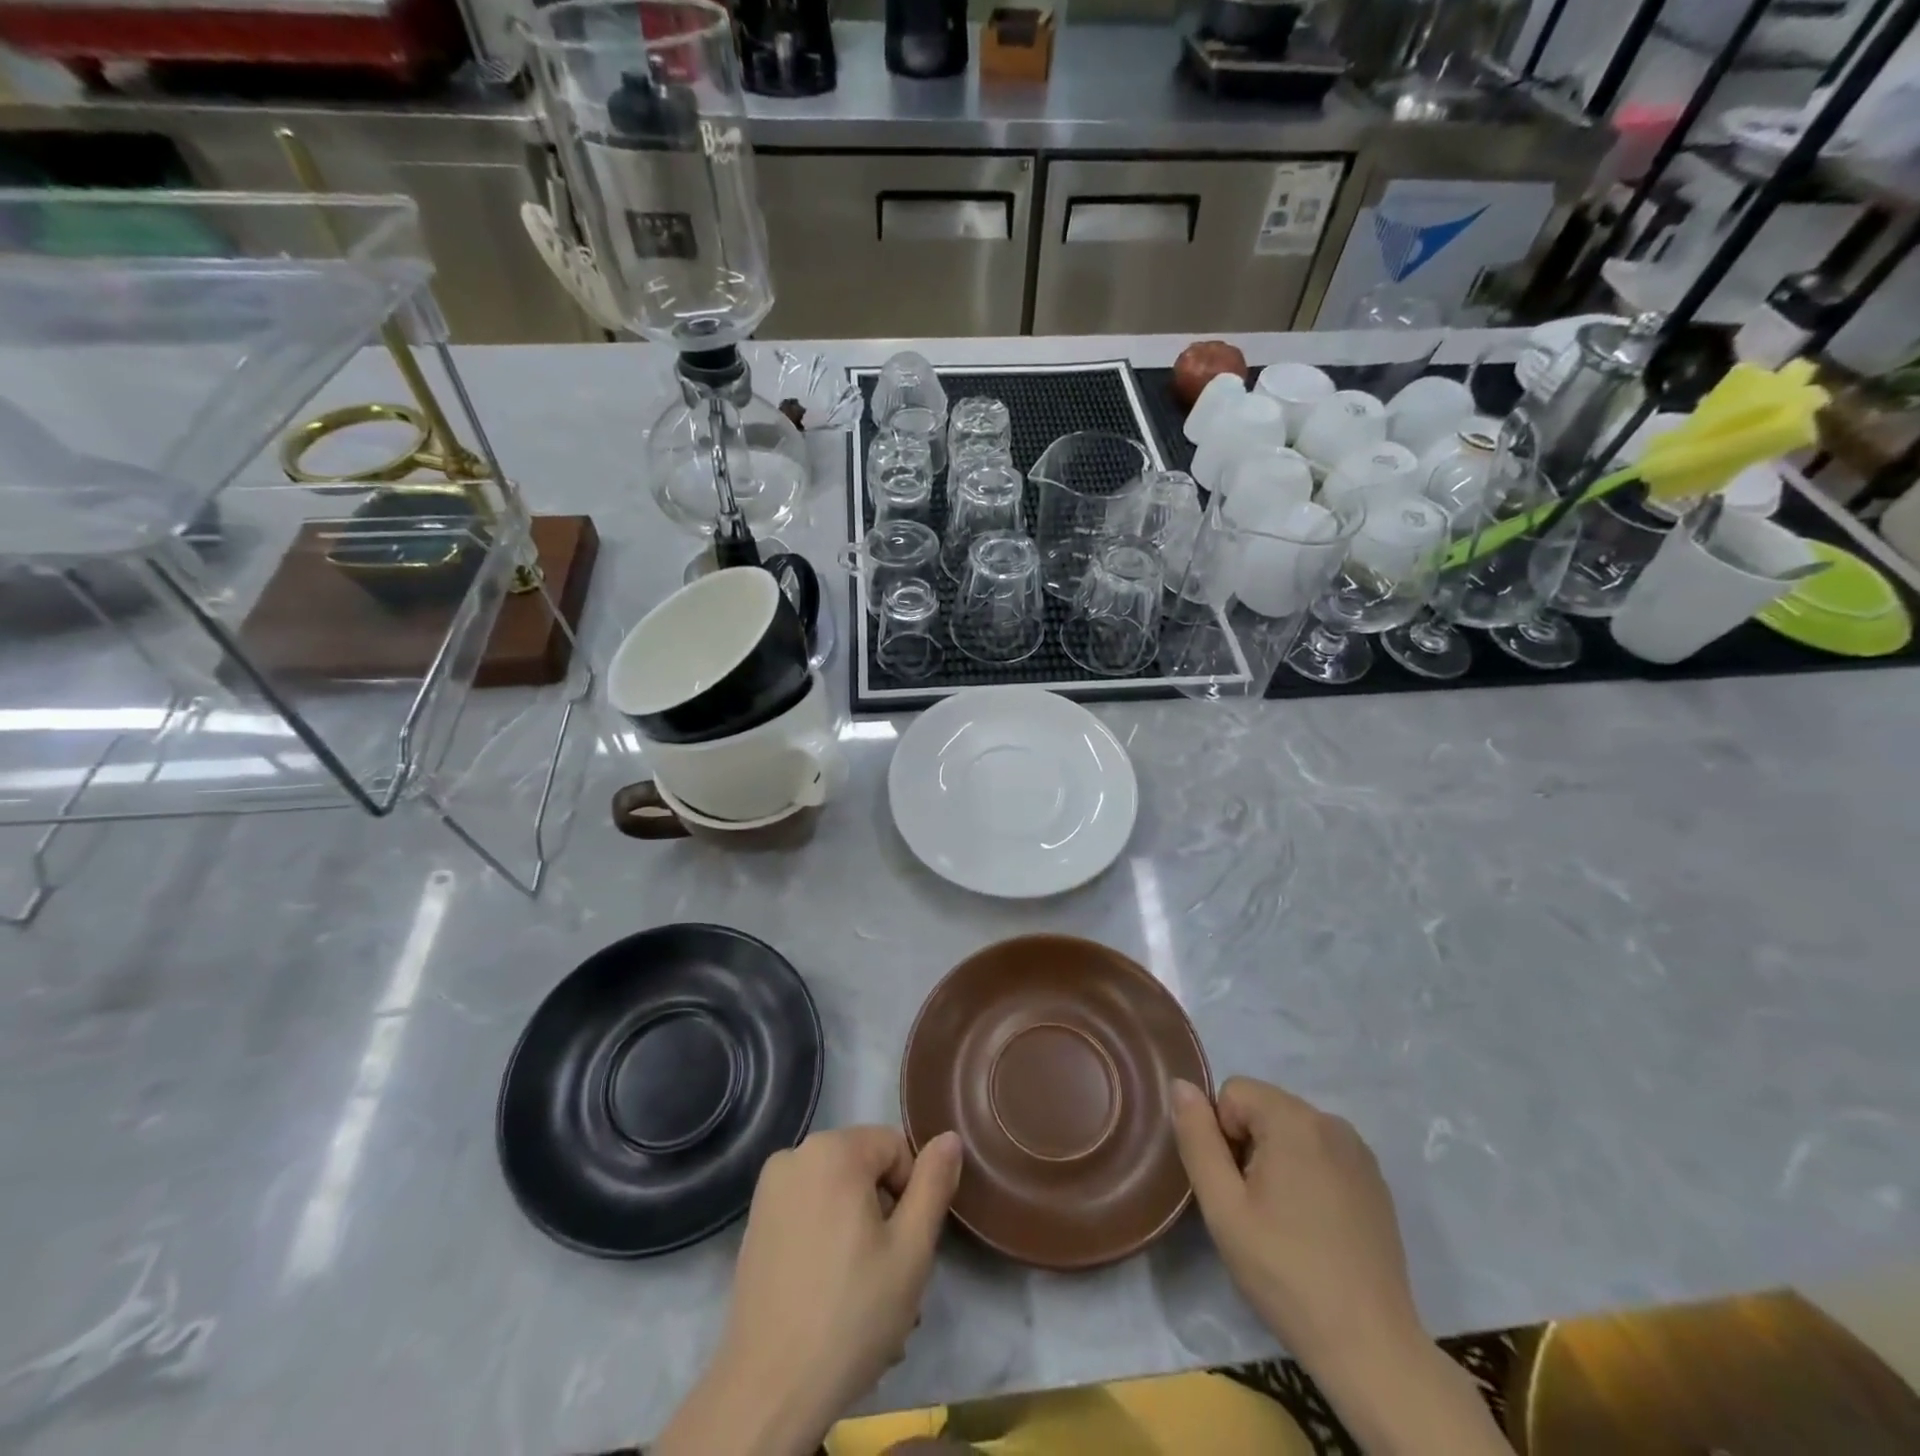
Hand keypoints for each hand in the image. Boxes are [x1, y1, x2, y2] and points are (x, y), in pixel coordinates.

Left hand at [656, 1126, 962, 1455]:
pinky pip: (810, 1215)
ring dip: (861, 1237)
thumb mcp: (911, 1249)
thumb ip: (934, 1184)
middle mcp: (795, 1155)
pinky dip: (829, 1244)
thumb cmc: (851, 1314)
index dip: (911, 1195)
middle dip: (886, 1218)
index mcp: (833, 1149)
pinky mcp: (755, 1225)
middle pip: (865, 1171)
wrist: (769, 1391)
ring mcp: (769, 1191)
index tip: (907, 1247)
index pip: (895, 1149)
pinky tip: (835, 1298)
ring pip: (838, 1197)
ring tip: (868, 1300)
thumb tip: (949, 1137)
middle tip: (893, 1280)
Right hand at [1171, 1077, 1419, 1370]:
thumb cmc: (1285, 1272)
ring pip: (1291, 1130)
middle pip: (1263, 1108)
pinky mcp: (1375, 1181)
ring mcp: (1359, 1152)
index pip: (1232, 1093)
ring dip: (1276, 1159)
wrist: (1370, 1347)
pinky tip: (1314, 1226)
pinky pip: (1321, 1153)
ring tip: (1284, 1220)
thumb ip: (1196, 1138)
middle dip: (1248, 1145)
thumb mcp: (1223, 1206)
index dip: (1221, 1136)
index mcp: (1294, 1119)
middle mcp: (1331, 1121)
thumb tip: (1180, 1085)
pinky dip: (1307, 1174)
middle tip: (1255, 1208)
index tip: (1237, 1188)